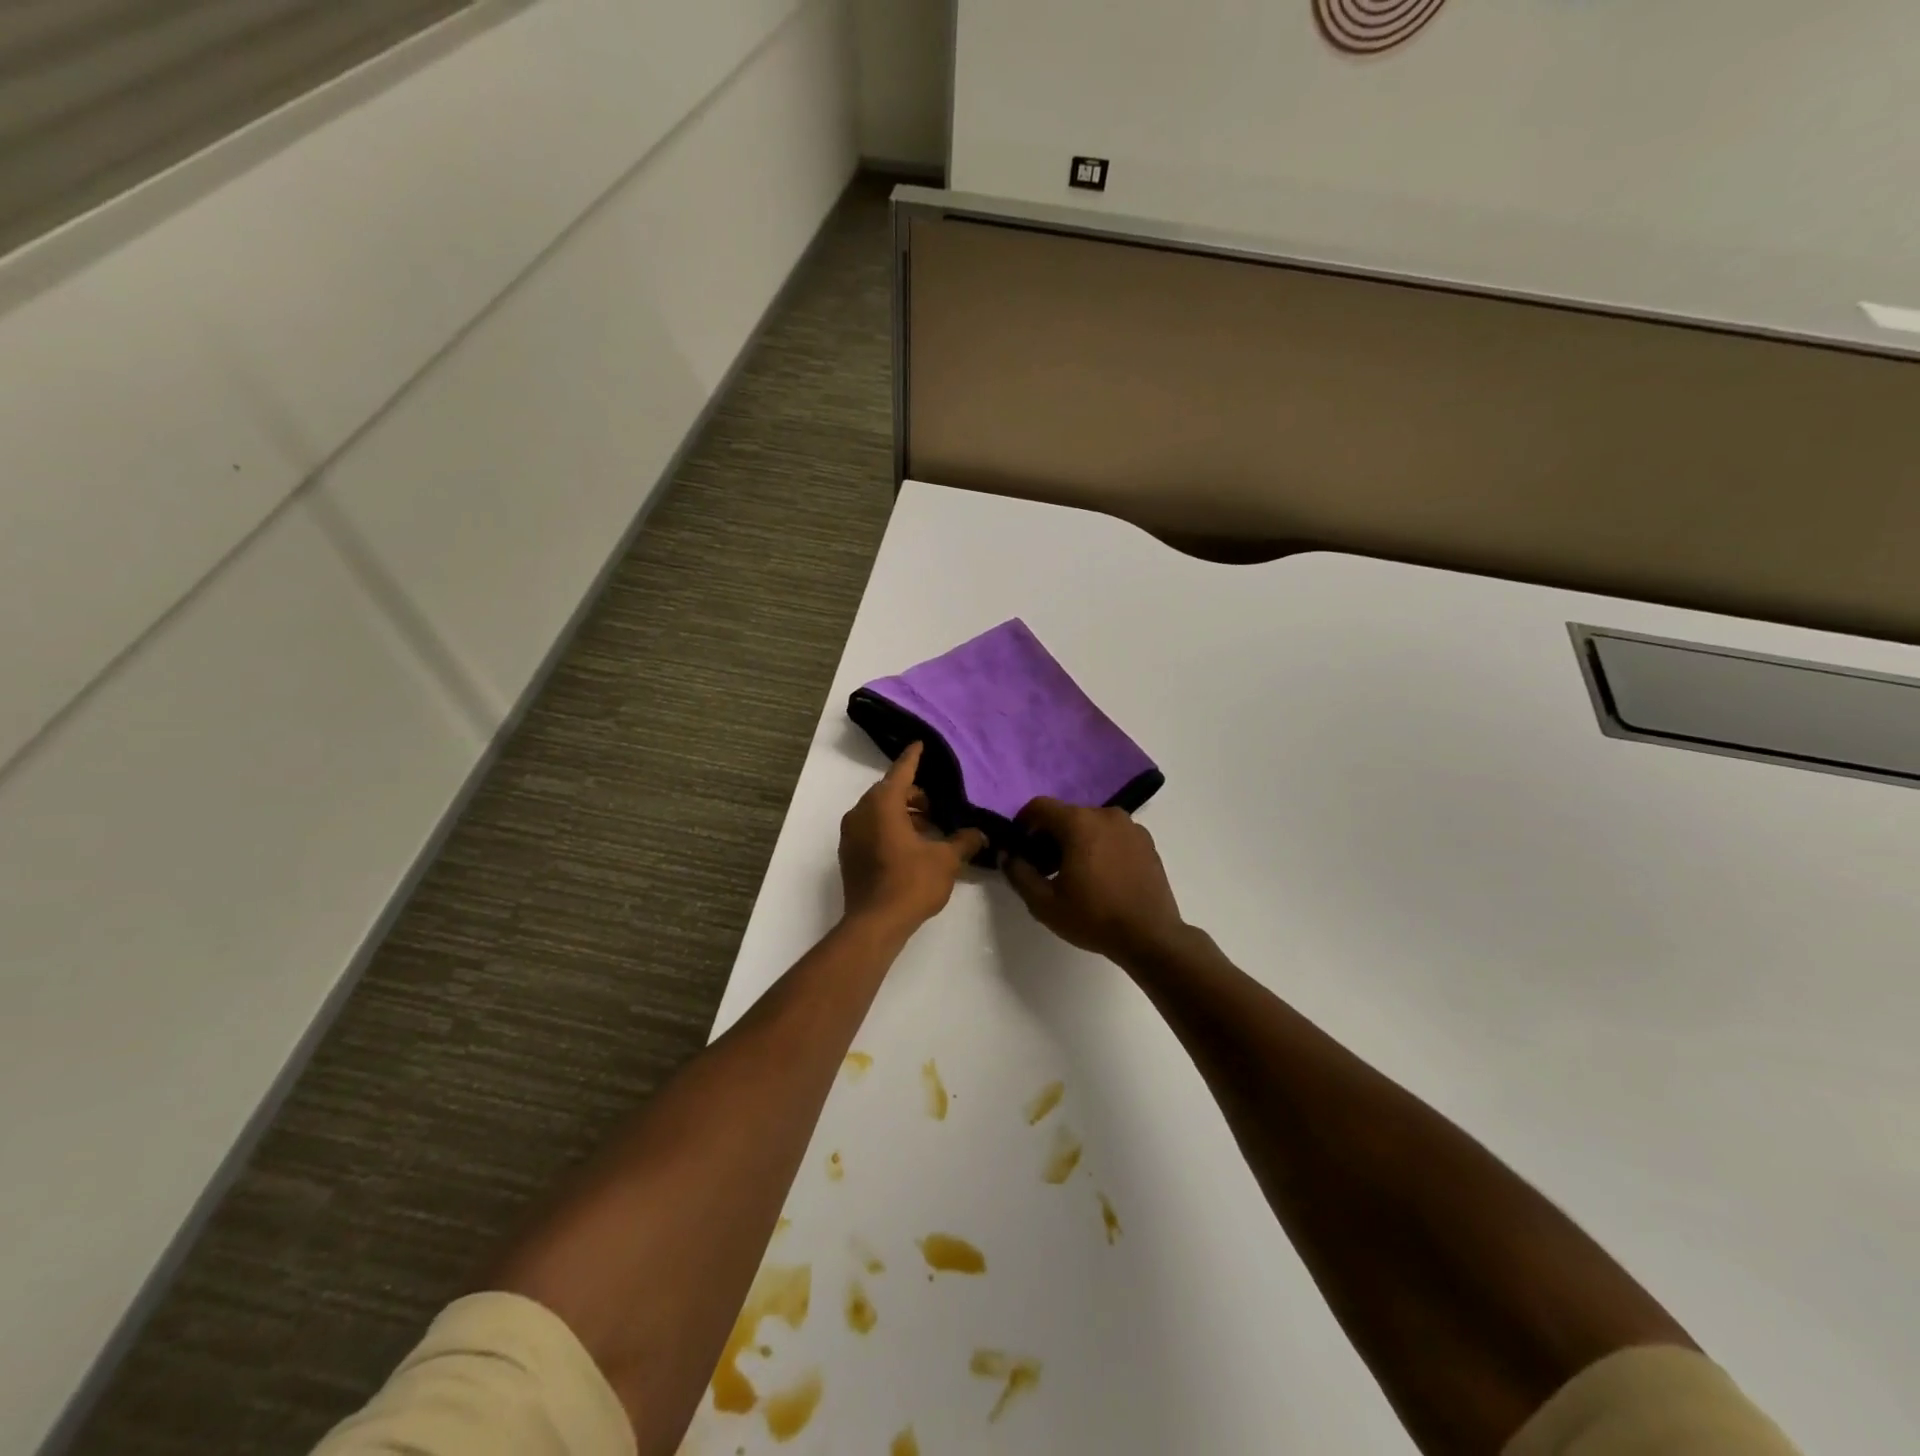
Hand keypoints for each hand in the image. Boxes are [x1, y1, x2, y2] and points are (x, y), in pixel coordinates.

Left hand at [839, 743, 988, 931]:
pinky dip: (890, 829)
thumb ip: (964, 842)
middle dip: (913, 795)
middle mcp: (860, 813)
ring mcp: (850, 835)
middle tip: (938, 806)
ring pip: (879, 812)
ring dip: (903, 814)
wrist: (874, 924)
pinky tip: (913, 847)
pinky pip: (871, 830)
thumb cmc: (910, 883)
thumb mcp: (946, 860)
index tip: (920, 744)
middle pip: (889, 792)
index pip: (901, 772)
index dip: (913, 758)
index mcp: (882, 805)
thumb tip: (980, 835)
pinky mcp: (849, 855)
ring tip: (930, 829)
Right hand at [1003, 798, 1187, 963]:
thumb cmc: (1094, 917)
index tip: (1020, 846)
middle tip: (1044, 866)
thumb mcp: (1044, 903)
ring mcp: (1131, 826)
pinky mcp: (1147, 842)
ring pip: (1091, 824)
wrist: (1151, 936)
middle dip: (1050, 835)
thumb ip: (1018, 873)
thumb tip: (1008, 855)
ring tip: (1074, 873)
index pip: (1040, 806)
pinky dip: (1101, 845)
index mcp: (1079, 822)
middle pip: (1067, 815)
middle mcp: (1106, 814)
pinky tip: (1101, 876)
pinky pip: (1113, 834)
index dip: (1023, 823)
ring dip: (1077, 840)